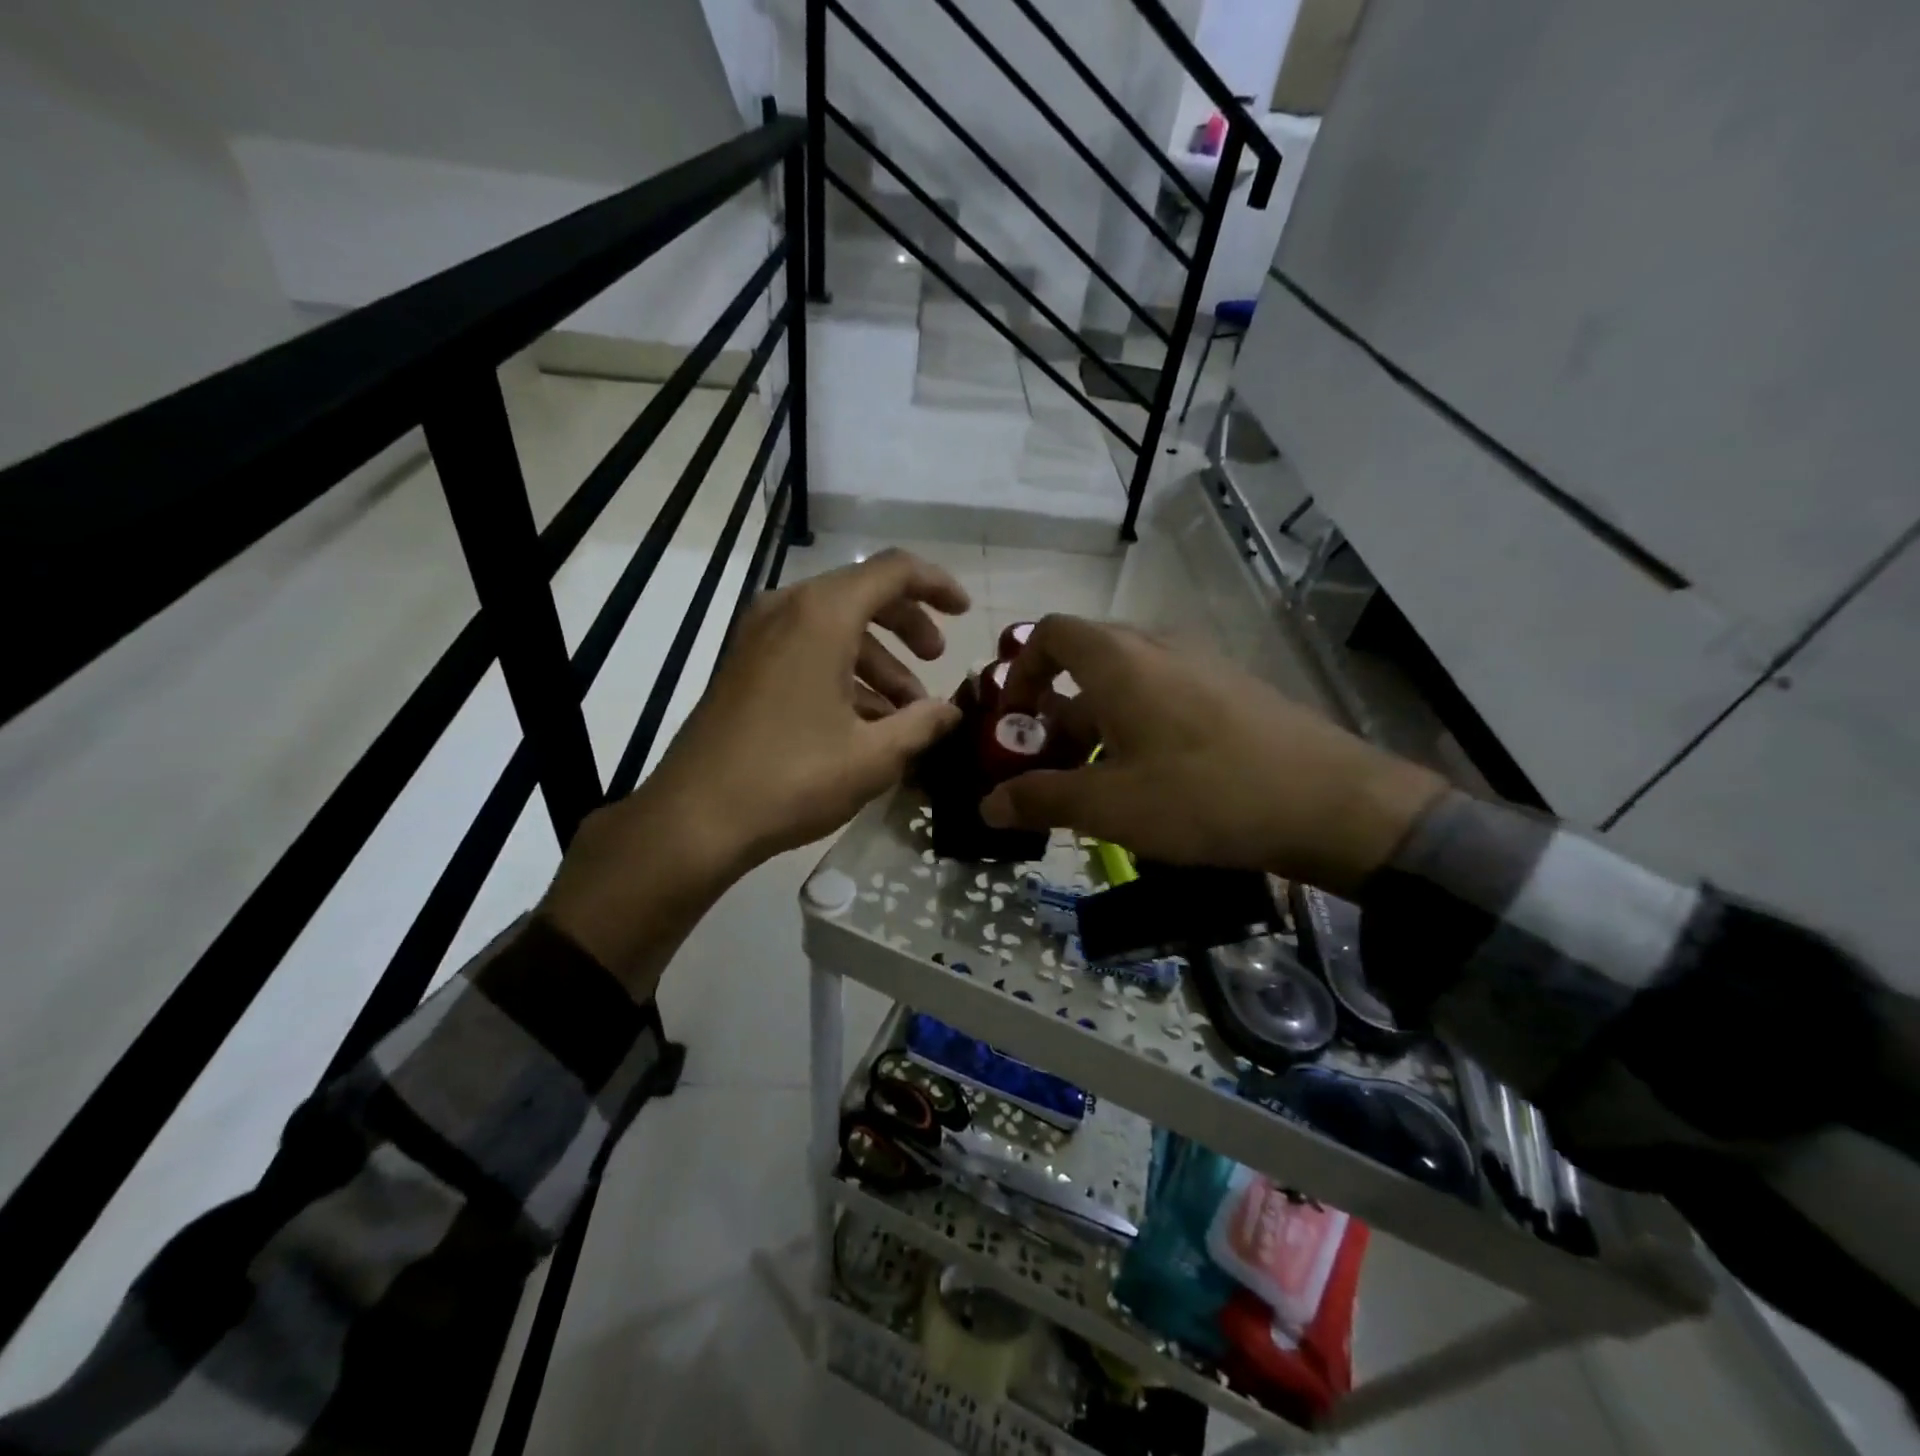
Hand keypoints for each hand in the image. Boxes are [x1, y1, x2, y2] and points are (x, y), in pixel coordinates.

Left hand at [542, 550, 968, 981]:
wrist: (695, 818)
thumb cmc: (792, 778)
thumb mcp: (874, 756)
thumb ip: (923, 724)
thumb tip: (952, 711)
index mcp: (822, 615)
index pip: (894, 571)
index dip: (937, 586)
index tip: (965, 614)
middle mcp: (787, 609)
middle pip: (863, 595)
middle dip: (908, 627)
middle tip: (936, 662)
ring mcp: (758, 636)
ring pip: (835, 628)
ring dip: (877, 661)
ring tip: (904, 715)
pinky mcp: (743, 665)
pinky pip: (806, 649)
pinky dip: (842, 673)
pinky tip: (862, 723)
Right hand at [979, 616, 1446, 896]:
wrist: (1331, 803)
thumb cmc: (1203, 795)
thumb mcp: (1110, 805)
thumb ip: (1041, 799)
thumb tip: (988, 805)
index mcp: (1118, 660)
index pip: (1049, 633)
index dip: (1020, 671)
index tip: (1014, 721)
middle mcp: (1157, 648)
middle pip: (1086, 660)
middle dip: (1055, 709)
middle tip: (1049, 763)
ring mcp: (1201, 667)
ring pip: (1127, 683)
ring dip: (1097, 724)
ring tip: (1099, 782)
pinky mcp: (1233, 691)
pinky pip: (1166, 696)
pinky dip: (1139, 727)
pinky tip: (1155, 782)